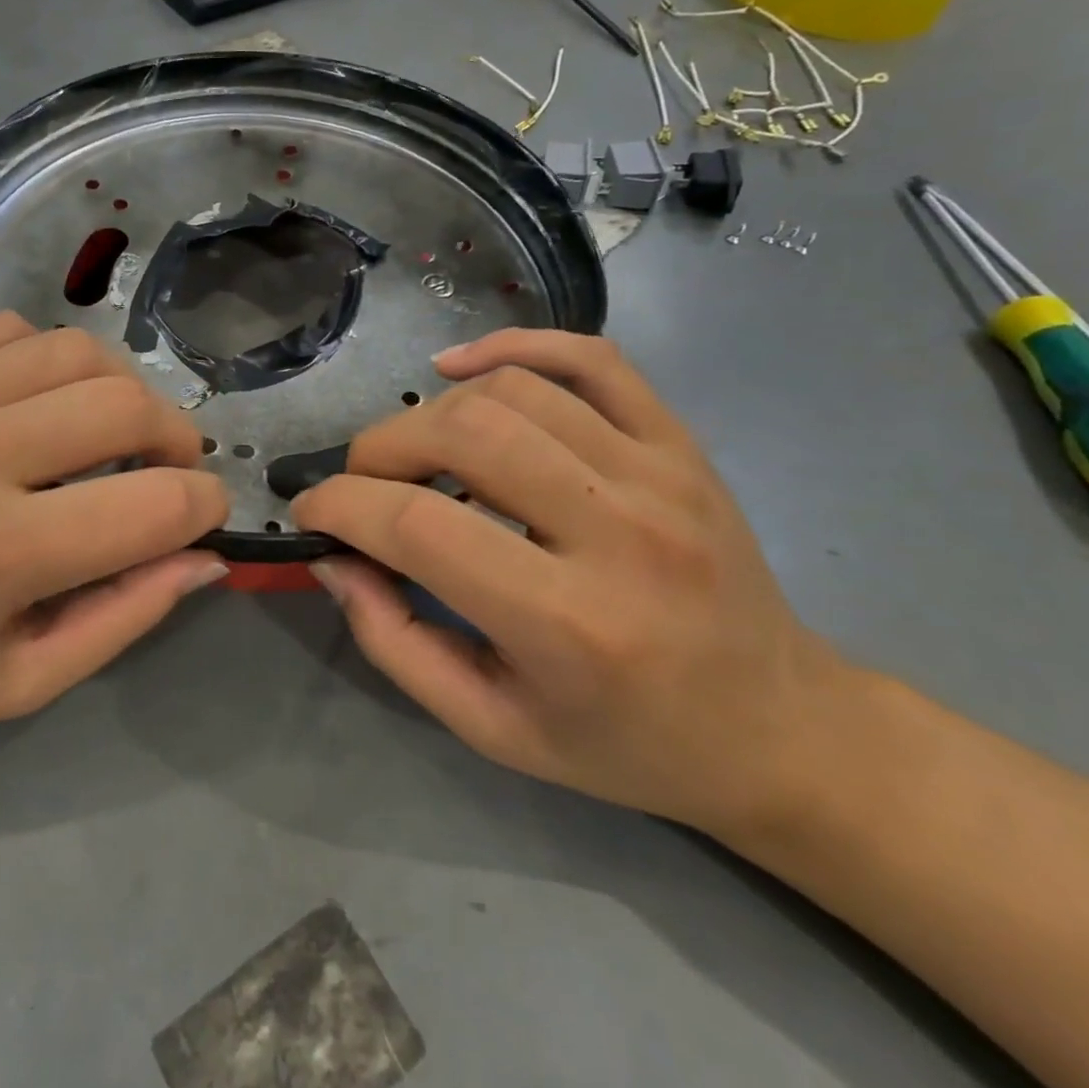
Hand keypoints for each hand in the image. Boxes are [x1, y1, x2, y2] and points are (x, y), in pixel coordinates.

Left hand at [0, 313, 228, 763]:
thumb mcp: (19, 683)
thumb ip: (126, 617)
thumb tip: (205, 556)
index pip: (156, 504)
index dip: (204, 507)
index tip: (203, 517)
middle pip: (125, 405)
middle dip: (177, 438)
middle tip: (169, 469)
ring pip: (76, 350)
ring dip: (119, 390)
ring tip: (109, 432)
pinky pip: (9, 330)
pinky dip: (48, 363)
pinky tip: (35, 406)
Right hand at [292, 328, 846, 835]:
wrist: (777, 726)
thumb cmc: (624, 742)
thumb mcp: (491, 728)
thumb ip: (394, 643)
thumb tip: (334, 559)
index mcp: (569, 624)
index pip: (420, 526)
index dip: (342, 505)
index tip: (311, 510)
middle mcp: (620, 532)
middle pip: (464, 435)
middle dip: (380, 449)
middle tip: (363, 484)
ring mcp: (659, 474)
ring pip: (513, 391)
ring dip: (435, 411)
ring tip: (417, 451)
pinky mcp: (680, 443)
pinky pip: (592, 357)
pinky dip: (516, 345)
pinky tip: (463, 365)